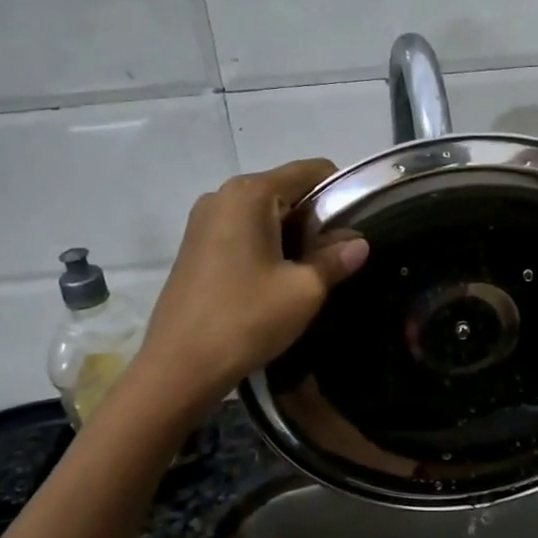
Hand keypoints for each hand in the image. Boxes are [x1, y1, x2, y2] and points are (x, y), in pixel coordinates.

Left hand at [136, 160, 368, 408]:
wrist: (179, 367)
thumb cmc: (246, 319)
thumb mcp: (305, 289)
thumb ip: (336, 258)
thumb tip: (359, 243)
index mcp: (250, 193)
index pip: (311, 170)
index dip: (342, 192)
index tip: (358, 227)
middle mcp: (223, 195)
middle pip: (287, 189)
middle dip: (317, 217)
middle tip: (337, 256)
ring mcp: (204, 220)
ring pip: (266, 212)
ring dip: (293, 234)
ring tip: (309, 272)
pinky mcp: (195, 245)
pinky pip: (244, 230)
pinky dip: (268, 244)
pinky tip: (276, 280)